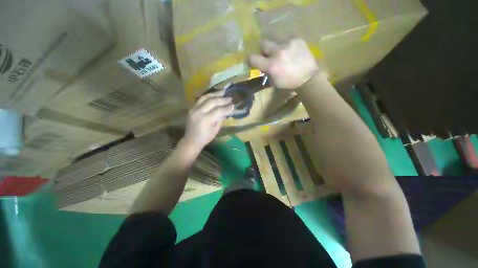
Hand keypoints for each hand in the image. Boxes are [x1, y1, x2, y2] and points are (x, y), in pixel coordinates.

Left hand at [182, 90, 233, 150]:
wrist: (191, 140)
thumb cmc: (205, 137)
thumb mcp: (216, 130)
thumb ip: (220, 119)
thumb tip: (225, 110)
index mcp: (206, 120)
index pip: (219, 110)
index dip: (227, 107)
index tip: (233, 105)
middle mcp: (199, 112)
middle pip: (212, 101)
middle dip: (222, 99)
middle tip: (230, 98)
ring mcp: (194, 109)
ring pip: (205, 97)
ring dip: (215, 94)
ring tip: (222, 92)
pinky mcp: (191, 108)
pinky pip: (200, 99)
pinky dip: (208, 96)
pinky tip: (214, 95)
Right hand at [249, 39, 318, 89]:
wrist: (307, 77)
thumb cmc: (288, 82)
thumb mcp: (273, 81)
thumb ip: (265, 71)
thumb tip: (261, 65)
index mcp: (271, 65)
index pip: (253, 58)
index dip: (250, 59)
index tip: (251, 60)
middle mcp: (278, 52)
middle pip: (262, 43)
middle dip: (262, 49)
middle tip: (266, 54)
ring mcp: (288, 43)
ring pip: (275, 40)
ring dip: (275, 47)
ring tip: (281, 53)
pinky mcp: (297, 39)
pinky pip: (286, 40)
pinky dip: (285, 46)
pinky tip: (290, 52)